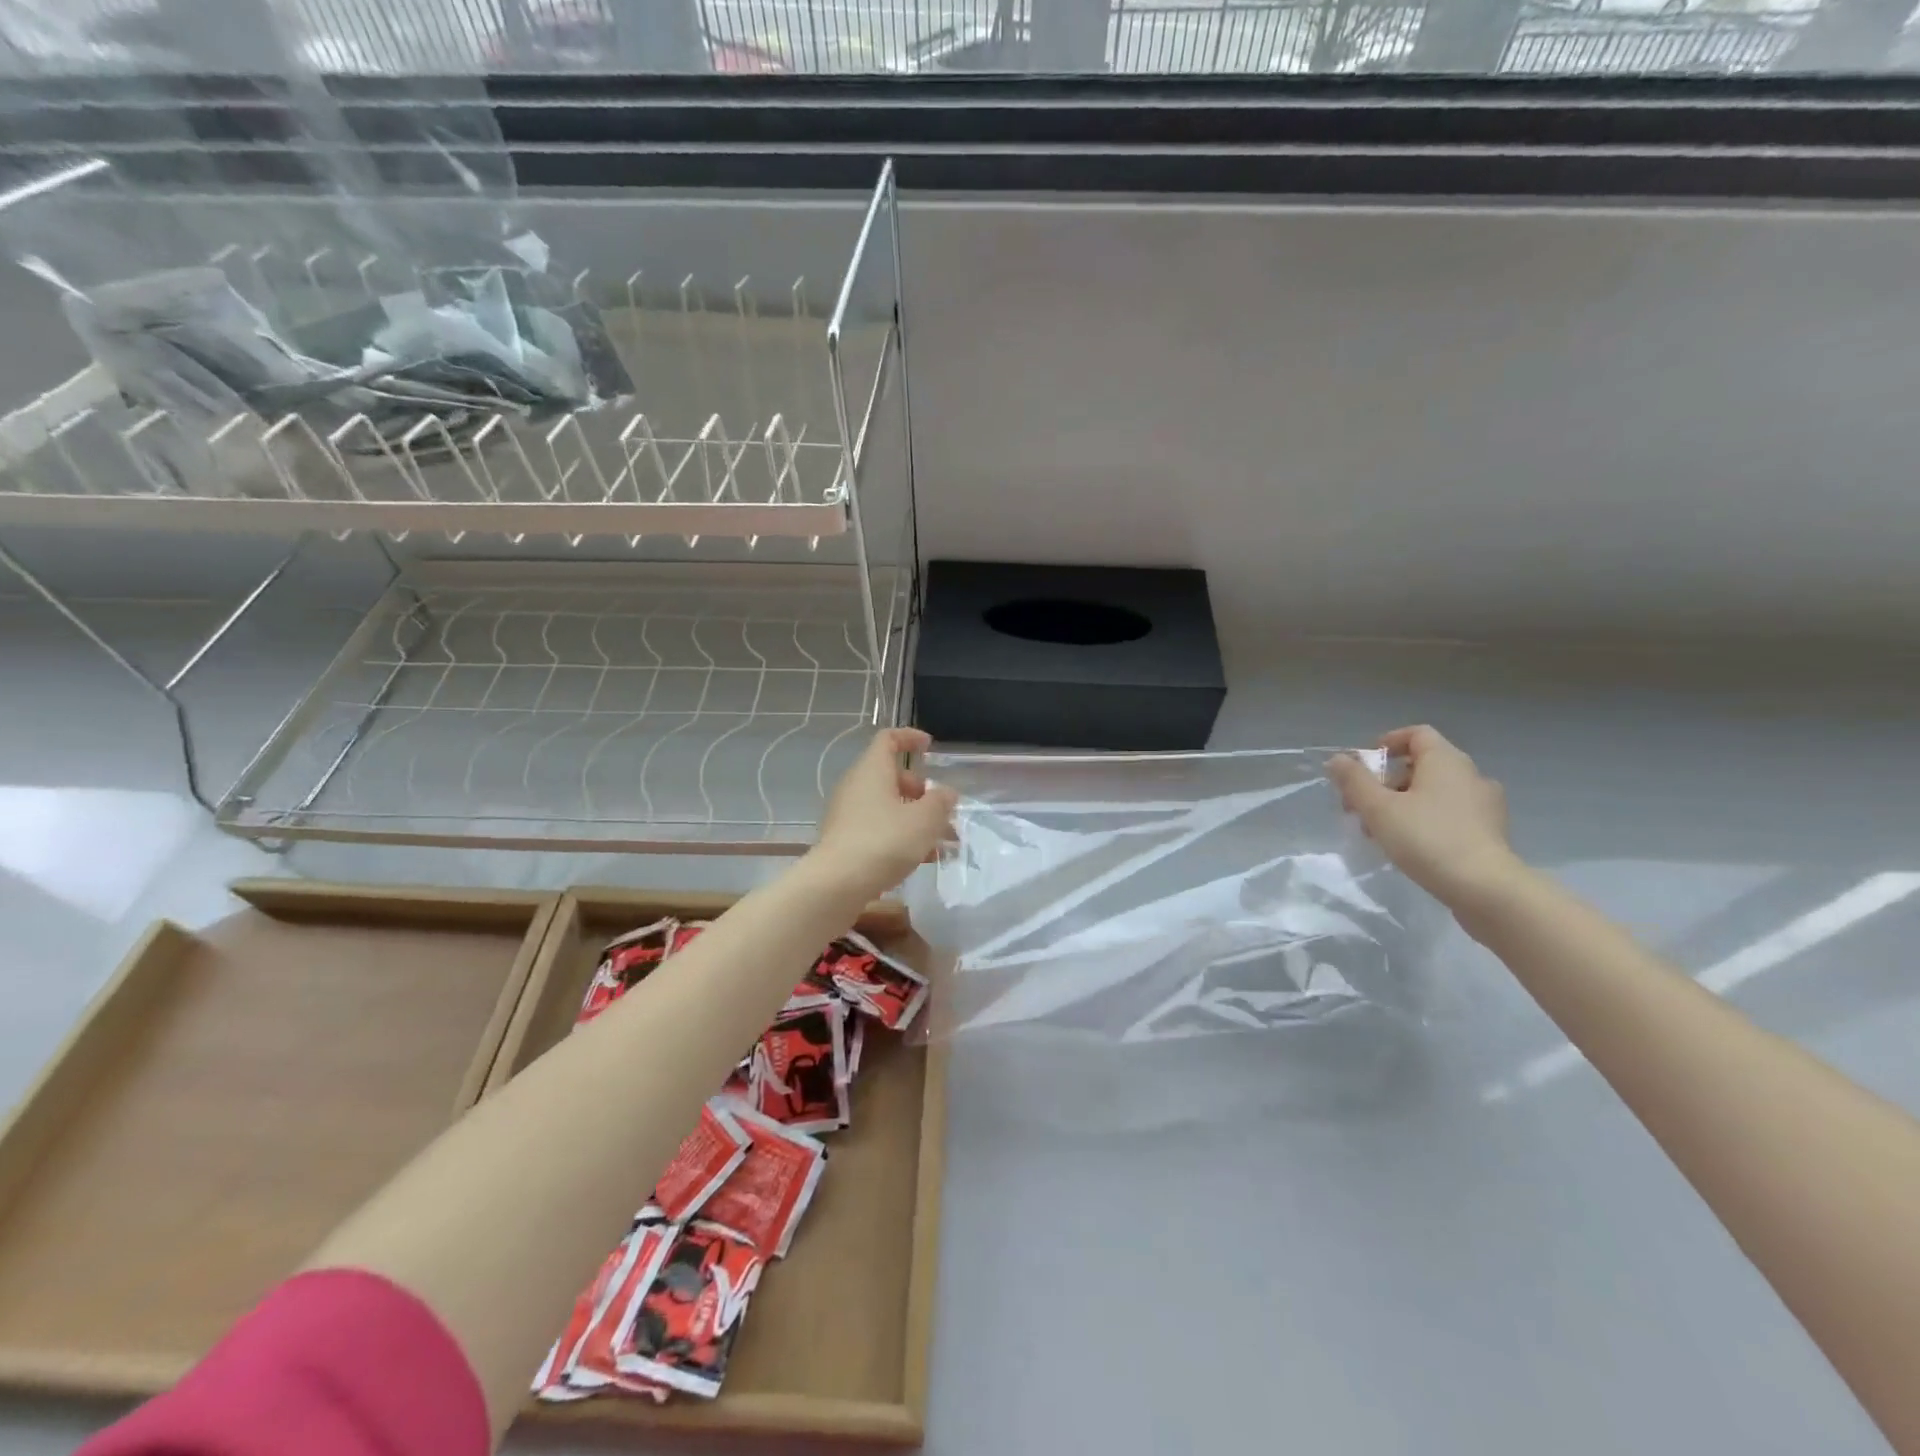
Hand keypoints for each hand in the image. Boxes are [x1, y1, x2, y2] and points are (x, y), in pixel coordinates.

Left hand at [813, 728, 957, 895]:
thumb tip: (946, 792)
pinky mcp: (845, 841)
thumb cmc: (884, 841)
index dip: (910, 738)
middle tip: (943, 811)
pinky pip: (878, 829)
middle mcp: (856, 786)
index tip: (930, 747)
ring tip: (943, 842)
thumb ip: (940, 802)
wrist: (836, 885)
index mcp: (872, 770)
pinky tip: (922, 860)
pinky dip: (901, 837)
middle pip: (891, 777)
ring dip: (916, 819)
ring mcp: (848, 814)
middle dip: (922, 791)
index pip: (888, 739)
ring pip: (887, 807)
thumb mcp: (924, 820)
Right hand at [1327, 725, 1522, 911]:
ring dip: (1403, 803)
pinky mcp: (1491, 832)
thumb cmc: (1427, 838)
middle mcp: (1470, 775)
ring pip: (1435, 792)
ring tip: (1381, 831)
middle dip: (1386, 781)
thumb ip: (1354, 780)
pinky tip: (1411, 845)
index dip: (1388, 743)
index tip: (1364, 765)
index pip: (1417, 734)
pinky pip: (1450, 813)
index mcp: (1446, 761)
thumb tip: (1338, 759)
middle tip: (1361, 807)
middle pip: (1422, 765)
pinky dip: (1426, 820)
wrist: (1486, 889)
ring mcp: (1485, 804)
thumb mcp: (1378, 808)